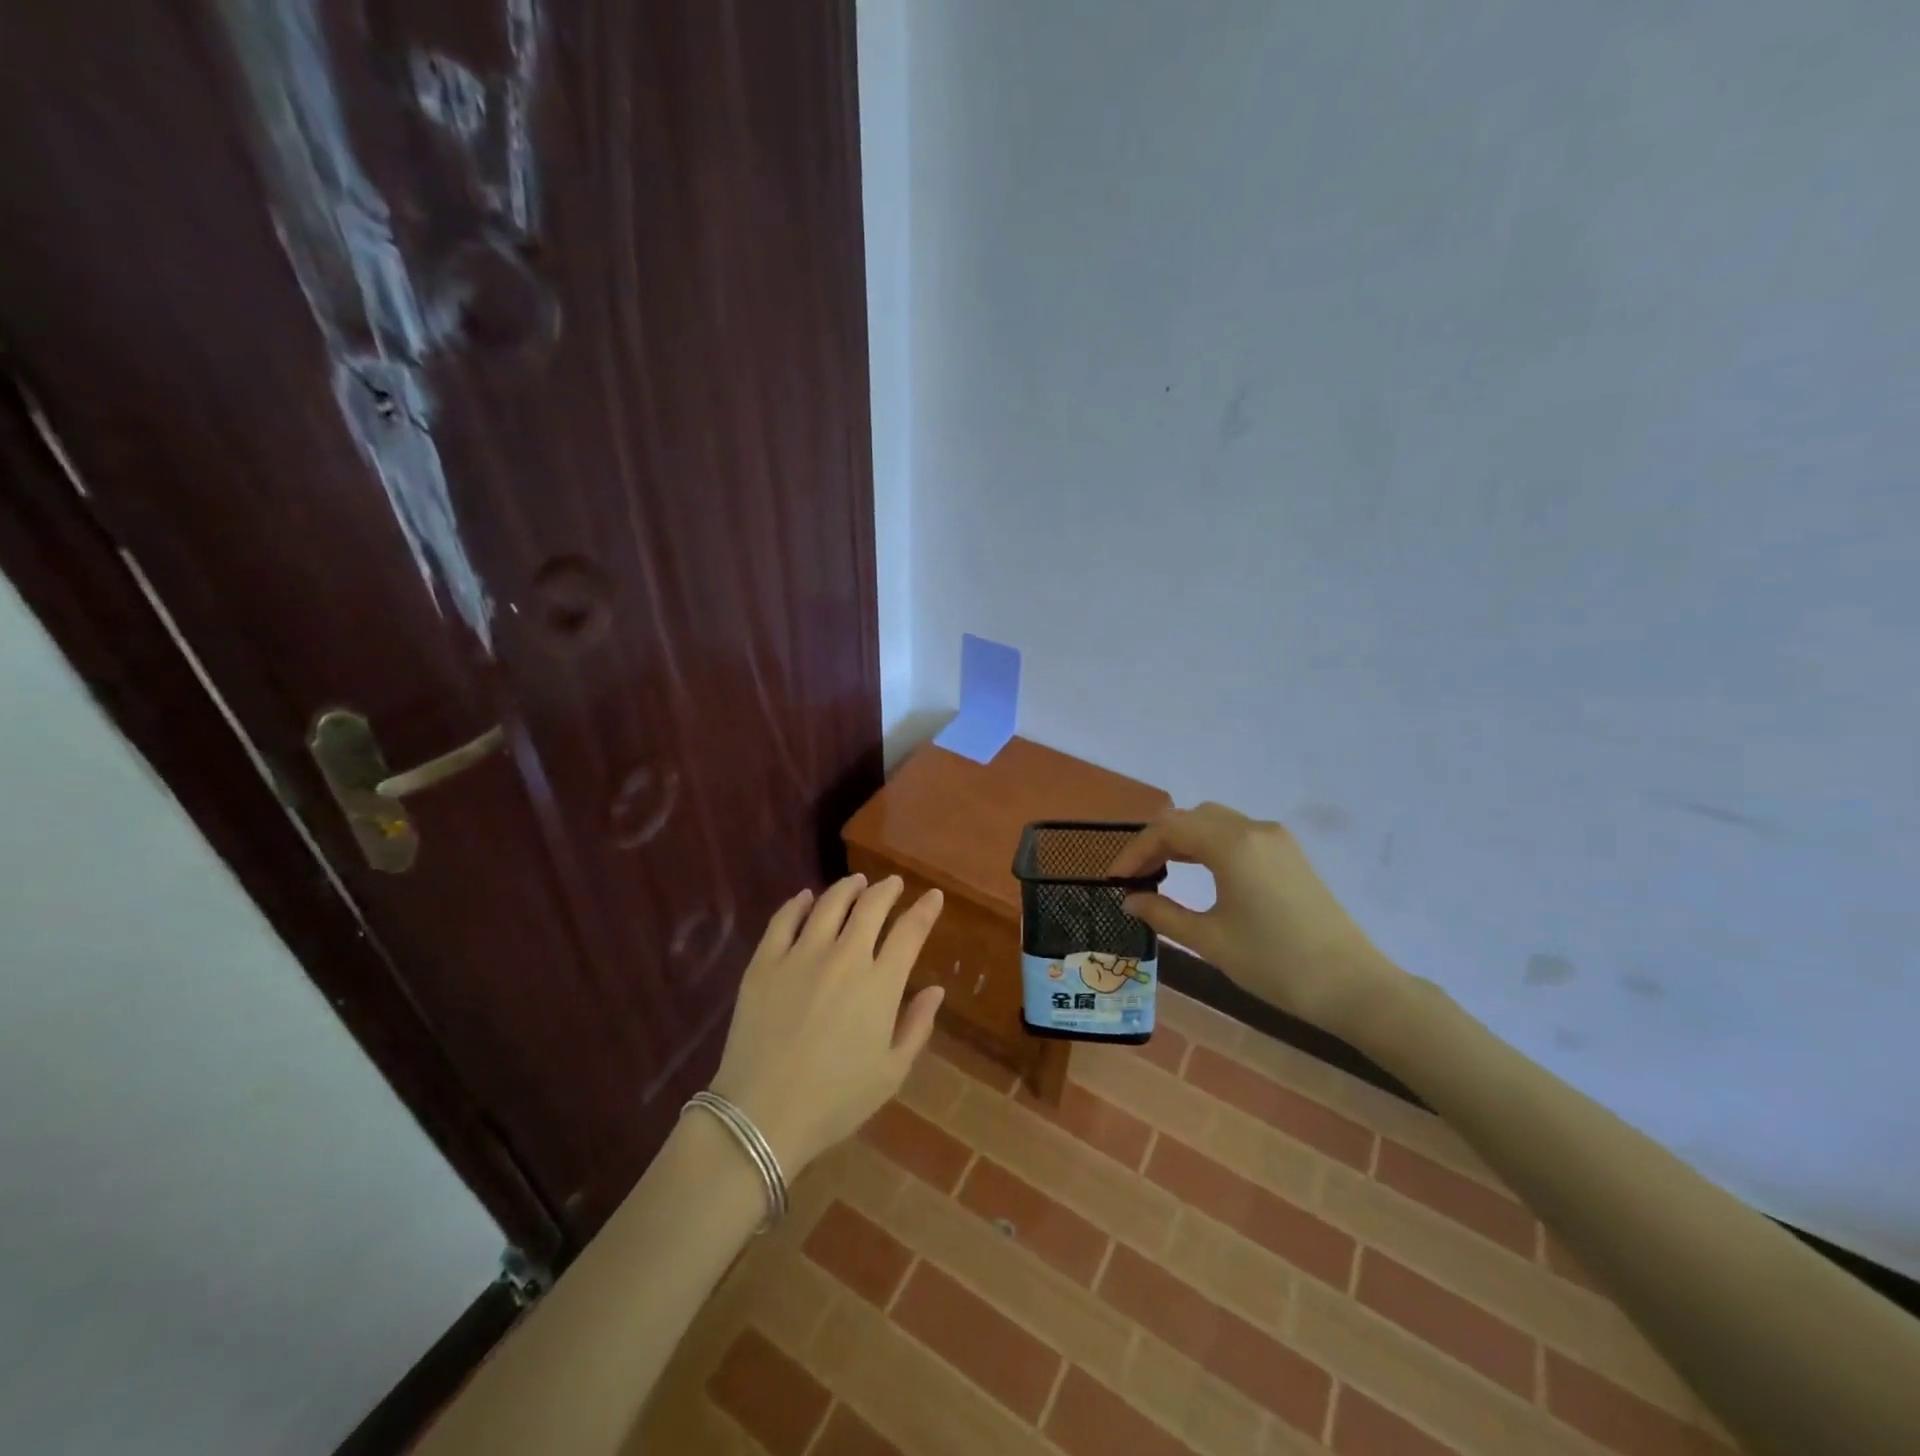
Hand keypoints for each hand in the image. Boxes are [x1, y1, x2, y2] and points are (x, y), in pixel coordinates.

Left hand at [708, 874, 945, 1173]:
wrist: (763, 1114)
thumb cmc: (836, 1100)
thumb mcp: (891, 1072)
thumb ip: (917, 1026)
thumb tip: (936, 990)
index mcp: (880, 984)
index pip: (910, 931)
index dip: (925, 909)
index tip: (933, 896)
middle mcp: (844, 957)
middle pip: (870, 906)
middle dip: (887, 890)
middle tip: (892, 884)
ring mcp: (801, 955)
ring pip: (829, 904)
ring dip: (847, 888)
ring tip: (856, 882)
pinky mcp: (765, 962)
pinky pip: (783, 920)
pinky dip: (797, 903)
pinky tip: (805, 898)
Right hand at [1110, 803, 1406, 1039]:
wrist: (1354, 986)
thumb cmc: (1275, 964)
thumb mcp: (1210, 941)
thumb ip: (1164, 913)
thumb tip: (1130, 900)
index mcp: (1232, 845)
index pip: (1168, 830)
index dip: (1135, 851)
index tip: (1116, 879)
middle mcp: (1254, 829)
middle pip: (1191, 817)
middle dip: (1157, 842)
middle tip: (1137, 876)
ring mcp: (1277, 839)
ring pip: (1215, 821)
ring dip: (1183, 840)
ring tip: (1161, 873)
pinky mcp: (1290, 855)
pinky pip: (1237, 834)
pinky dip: (1209, 845)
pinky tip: (1200, 873)